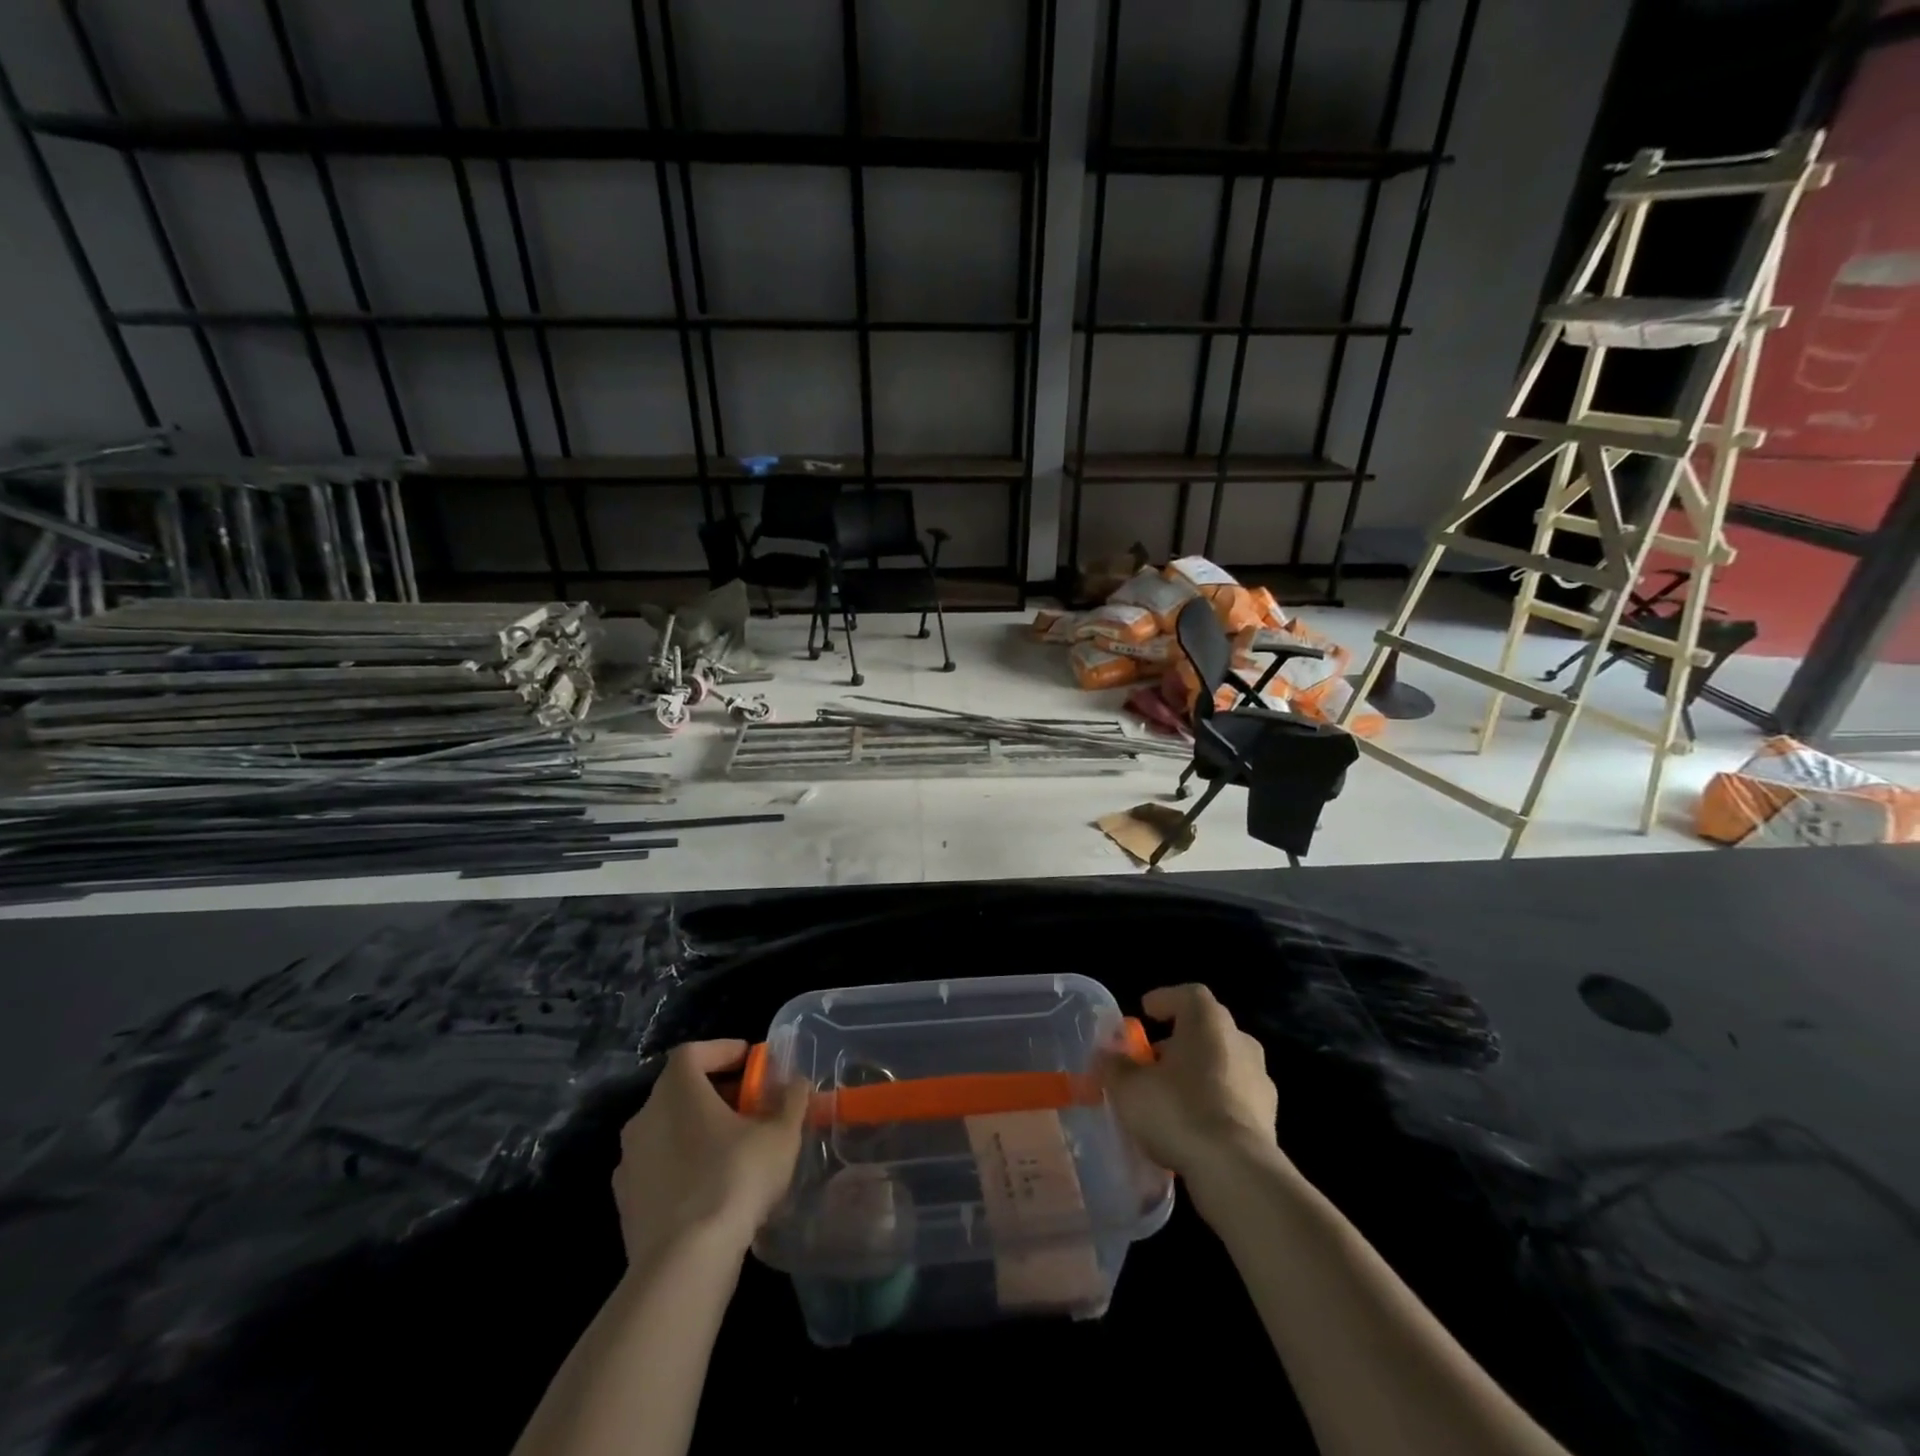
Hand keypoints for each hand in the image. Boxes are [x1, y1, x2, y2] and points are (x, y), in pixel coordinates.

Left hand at [613, 1039, 808, 1261]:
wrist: (684, 1263)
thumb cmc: (735, 1179)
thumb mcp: (781, 1135)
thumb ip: (791, 1101)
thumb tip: (795, 1082)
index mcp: (677, 1090)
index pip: (693, 1052)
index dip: (723, 1050)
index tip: (751, 1061)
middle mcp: (644, 1117)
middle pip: (679, 1089)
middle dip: (715, 1091)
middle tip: (749, 1105)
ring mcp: (629, 1162)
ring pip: (667, 1129)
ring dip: (697, 1129)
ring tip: (734, 1147)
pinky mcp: (625, 1202)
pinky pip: (658, 1166)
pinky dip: (682, 1164)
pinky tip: (710, 1186)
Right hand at [1100, 984, 1279, 1178]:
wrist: (1237, 1171)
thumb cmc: (1178, 1110)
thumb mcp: (1128, 1087)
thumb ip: (1115, 1066)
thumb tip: (1108, 1056)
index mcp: (1208, 1021)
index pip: (1189, 995)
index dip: (1165, 1000)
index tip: (1145, 1012)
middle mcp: (1240, 1042)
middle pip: (1207, 1030)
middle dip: (1178, 1041)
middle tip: (1152, 1060)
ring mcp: (1259, 1081)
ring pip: (1223, 1065)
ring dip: (1197, 1074)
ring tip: (1169, 1097)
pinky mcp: (1269, 1119)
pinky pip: (1234, 1099)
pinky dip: (1213, 1103)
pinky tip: (1192, 1127)